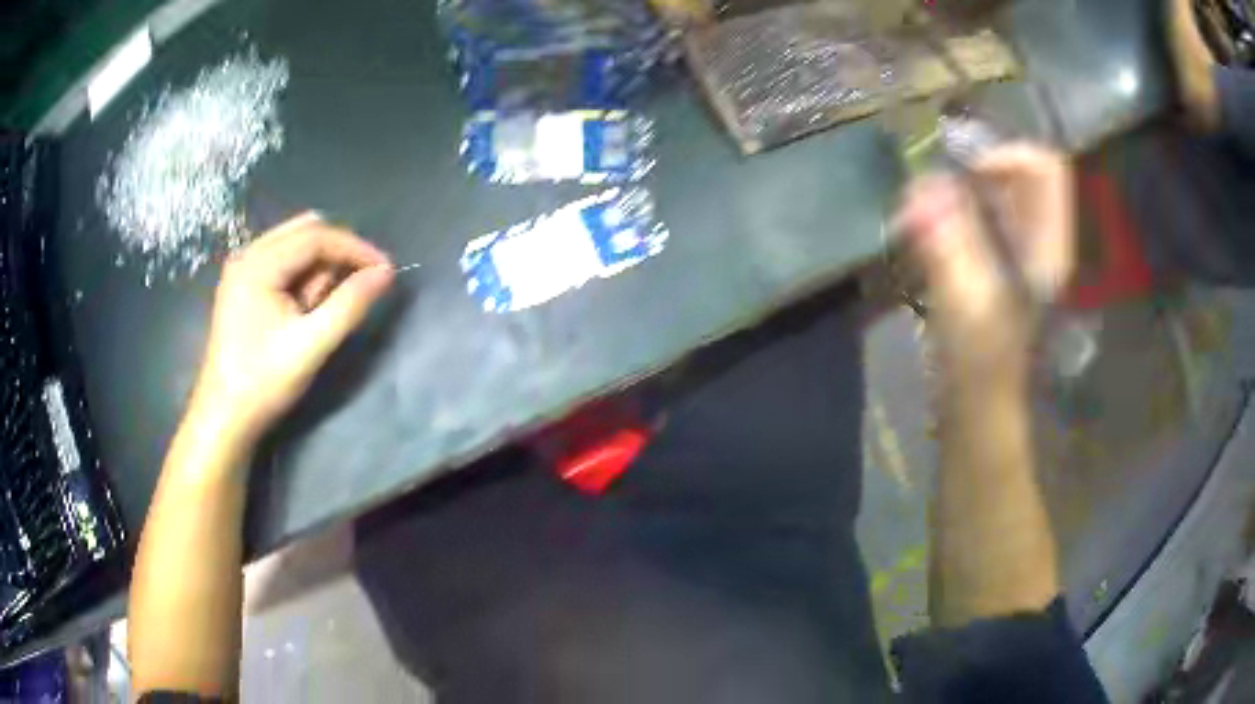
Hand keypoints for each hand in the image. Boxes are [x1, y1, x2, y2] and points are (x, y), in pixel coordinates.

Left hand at [188, 213, 394, 446]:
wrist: (224, 418)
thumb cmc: (263, 382)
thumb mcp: (311, 345)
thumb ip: (349, 305)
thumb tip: (386, 273)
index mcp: (258, 264)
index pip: (316, 236)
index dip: (355, 248)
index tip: (386, 269)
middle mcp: (248, 255)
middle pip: (305, 232)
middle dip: (337, 253)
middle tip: (360, 284)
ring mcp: (242, 269)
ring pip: (294, 245)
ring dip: (320, 266)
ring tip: (326, 305)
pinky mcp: (243, 286)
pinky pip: (282, 263)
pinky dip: (302, 276)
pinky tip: (305, 307)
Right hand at [895, 143, 1074, 387]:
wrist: (979, 406)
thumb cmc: (980, 366)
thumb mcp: (965, 307)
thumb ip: (947, 245)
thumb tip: (922, 187)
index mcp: (1048, 245)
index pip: (1045, 168)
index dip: (1006, 156)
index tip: (964, 176)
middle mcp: (1039, 238)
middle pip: (1016, 173)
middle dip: (972, 170)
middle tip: (933, 190)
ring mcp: (1019, 248)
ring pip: (995, 190)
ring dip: (957, 188)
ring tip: (922, 211)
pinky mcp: (997, 259)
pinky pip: (978, 211)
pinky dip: (950, 208)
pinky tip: (925, 229)